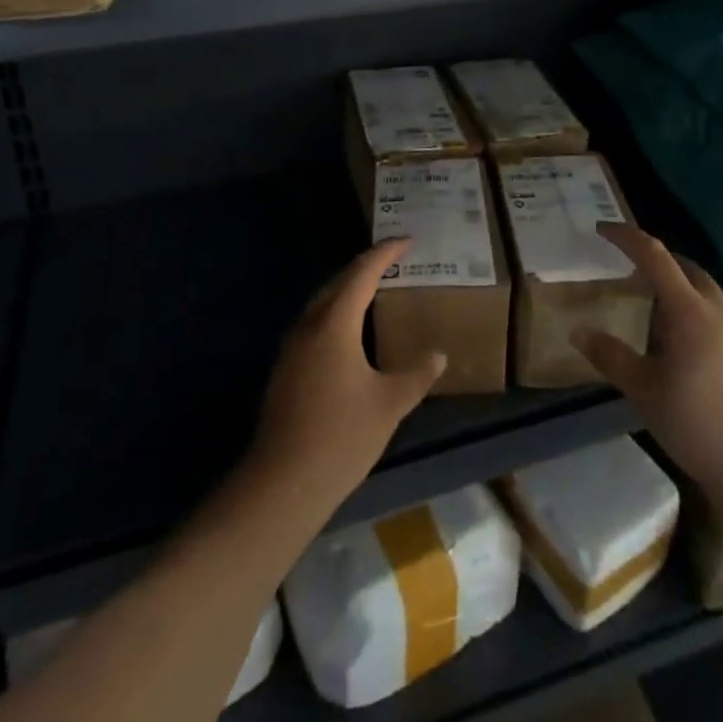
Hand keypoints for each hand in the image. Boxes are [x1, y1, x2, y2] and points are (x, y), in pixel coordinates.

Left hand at [249, 239, 445, 511]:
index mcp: (335, 324)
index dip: (384, 253)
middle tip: (393, 261)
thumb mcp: (389, 404)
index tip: (406, 240)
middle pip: (338, 283)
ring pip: (322, 304)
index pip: (362, 274)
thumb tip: (438, 355)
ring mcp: (292, 348)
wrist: (283, 482)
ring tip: (375, 290)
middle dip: (365, 267)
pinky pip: (315, 324)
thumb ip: (416, 375)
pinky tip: (350, 334)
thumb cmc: (342, 435)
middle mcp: (309, 326)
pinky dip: (336, 314)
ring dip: (348, 291)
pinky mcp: (285, 369)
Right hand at [572, 223, 722, 488]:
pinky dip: (689, 310)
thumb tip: (578, 331)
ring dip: (675, 285)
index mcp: (688, 310)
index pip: (654, 256)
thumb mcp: (644, 389)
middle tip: (626, 266)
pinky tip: (676, 340)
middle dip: (655, 259)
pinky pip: (713, 315)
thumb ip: (611, 357)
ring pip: (702, 291)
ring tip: (647, 303)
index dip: (626, 238)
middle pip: (685, 267)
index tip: (601, 230)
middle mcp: (716, 311)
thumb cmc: (698, 422)